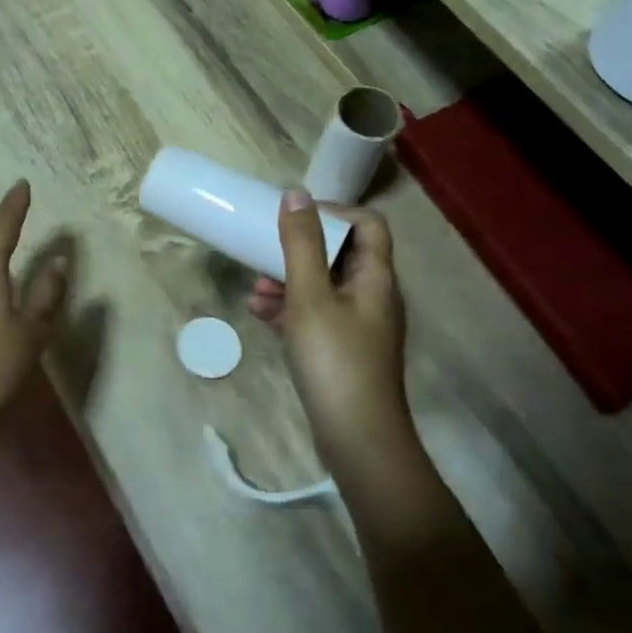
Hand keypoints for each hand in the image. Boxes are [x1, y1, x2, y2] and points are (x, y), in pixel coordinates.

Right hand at [249, 188, 411, 474]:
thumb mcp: (310, 296)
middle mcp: (373, 296)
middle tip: (266, 251)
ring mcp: (359, 326)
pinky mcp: (343, 351)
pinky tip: (260, 314)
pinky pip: (316, 316)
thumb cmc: (335, 360)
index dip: (334, 212)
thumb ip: (301, 244)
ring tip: (256, 289)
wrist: (357, 439)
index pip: (367, 224)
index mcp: (376, 277)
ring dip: (289, 280)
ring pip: (324, 286)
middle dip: (300, 249)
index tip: (294, 216)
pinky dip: (290, 309)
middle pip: (341, 254)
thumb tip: (295, 193)